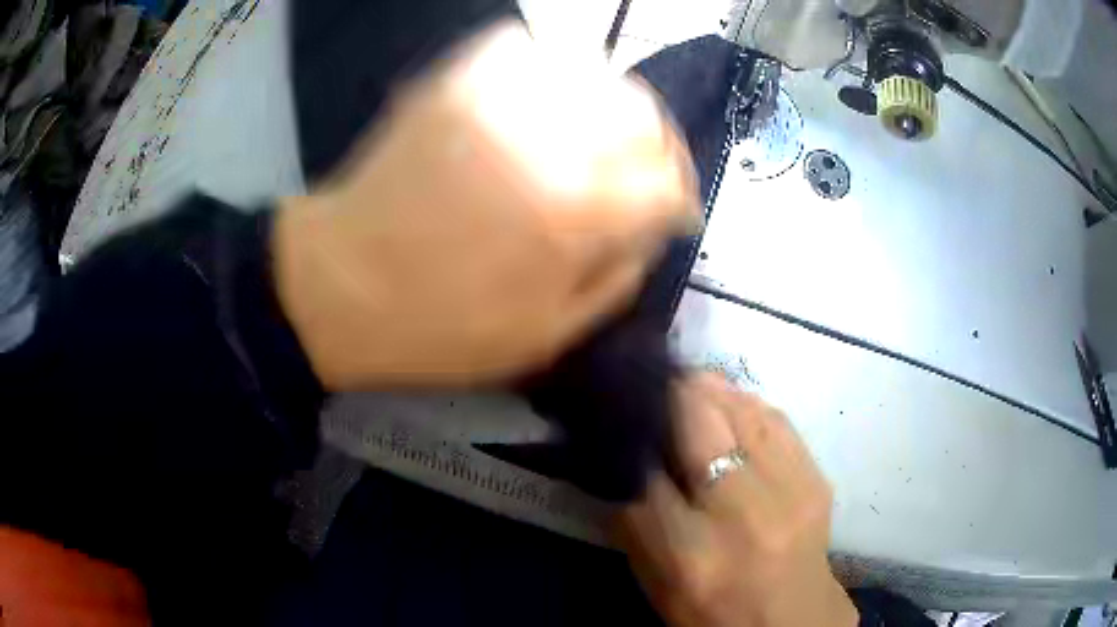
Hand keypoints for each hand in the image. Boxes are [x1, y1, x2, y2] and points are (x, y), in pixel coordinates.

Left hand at [272, 20, 697, 389]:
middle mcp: (550, 143)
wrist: (339, 286)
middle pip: (643, 114)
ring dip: (613, 105)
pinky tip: (544, 97)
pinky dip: (549, 66)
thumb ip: (613, 283)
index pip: (666, 182)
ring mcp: (498, 103)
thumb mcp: (543, 339)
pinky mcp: (455, 85)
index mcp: (576, 216)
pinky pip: (523, 47)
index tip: (670, 212)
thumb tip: (647, 236)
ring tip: (600, 134)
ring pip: (594, 73)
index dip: (679, 198)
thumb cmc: (438, 328)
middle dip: (658, 146)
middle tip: (643, 170)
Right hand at [617, 374, 856, 626]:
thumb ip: (635, 521)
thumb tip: (625, 456)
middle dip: (669, 394)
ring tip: (689, 382)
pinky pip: (778, 420)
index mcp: (690, 554)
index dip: (629, 434)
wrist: (791, 621)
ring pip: (741, 410)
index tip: (617, 412)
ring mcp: (789, 491)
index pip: (643, 471)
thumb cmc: (711, 612)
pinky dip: (747, 404)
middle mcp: (742, 515)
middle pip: (698, 424)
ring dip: (710, 389)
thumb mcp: (655, 582)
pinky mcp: (817, 479)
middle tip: (652, 382)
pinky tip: (730, 401)